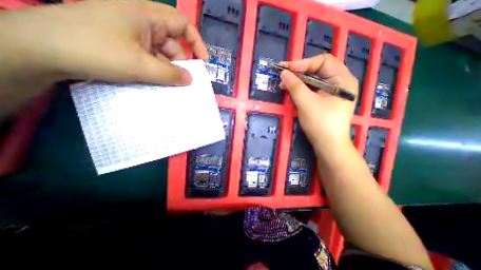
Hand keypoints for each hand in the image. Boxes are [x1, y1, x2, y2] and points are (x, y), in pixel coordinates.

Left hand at [0, 0, 205, 86]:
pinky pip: (151, 59)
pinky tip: (158, 83)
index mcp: (146, 15)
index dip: (196, 43)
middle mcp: (142, 22)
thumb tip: (191, 80)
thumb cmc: (95, 51)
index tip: (203, 62)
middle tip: (185, 83)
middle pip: (173, 44)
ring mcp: (134, 34)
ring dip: (168, 70)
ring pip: (162, 54)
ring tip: (171, 87)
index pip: (182, 24)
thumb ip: (170, 74)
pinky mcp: (127, 45)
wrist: (41, 50)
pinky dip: (157, 71)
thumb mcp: (140, 66)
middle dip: (181, 64)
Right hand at [279, 53, 356, 153]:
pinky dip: (302, 88)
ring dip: (299, 80)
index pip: (323, 61)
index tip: (286, 68)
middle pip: (319, 69)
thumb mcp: (306, 103)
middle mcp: (340, 82)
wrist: (328, 144)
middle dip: (300, 71)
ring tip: (284, 84)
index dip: (303, 63)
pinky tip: (292, 90)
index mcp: (342, 79)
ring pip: (314, 79)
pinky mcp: (326, 99)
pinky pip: (313, 88)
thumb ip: (295, 86)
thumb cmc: (320, 123)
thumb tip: (284, 73)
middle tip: (284, 75)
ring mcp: (333, 91)